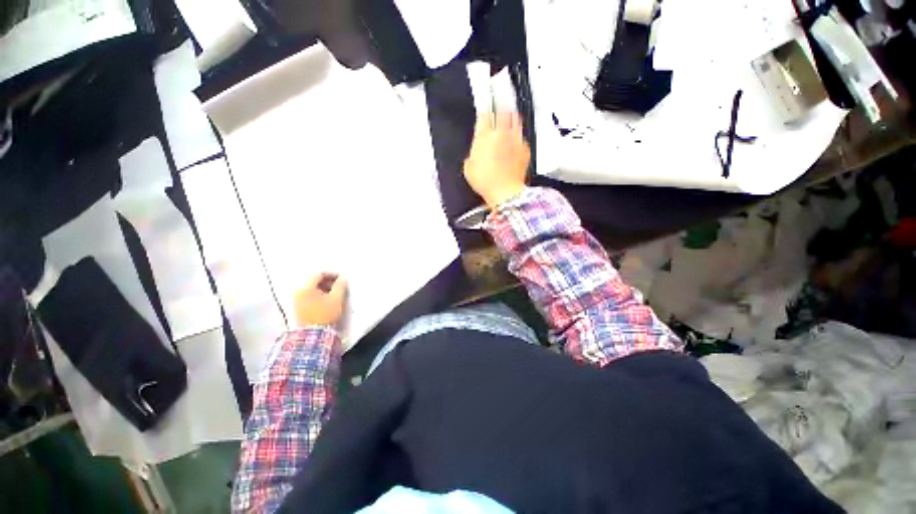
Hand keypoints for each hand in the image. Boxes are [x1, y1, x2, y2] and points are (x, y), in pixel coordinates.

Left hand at [292, 273, 347, 326]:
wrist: (313, 335)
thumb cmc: (324, 315)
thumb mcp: (336, 298)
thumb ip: (340, 286)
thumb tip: (343, 279)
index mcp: (305, 287)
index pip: (318, 274)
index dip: (332, 274)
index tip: (341, 278)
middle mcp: (298, 292)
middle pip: (314, 280)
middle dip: (328, 281)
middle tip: (339, 285)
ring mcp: (296, 300)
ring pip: (311, 288)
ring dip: (324, 288)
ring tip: (334, 294)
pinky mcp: (298, 308)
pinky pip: (309, 295)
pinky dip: (318, 294)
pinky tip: (327, 300)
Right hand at [462, 112, 529, 207]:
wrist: (505, 192)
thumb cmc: (486, 182)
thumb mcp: (469, 168)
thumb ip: (472, 155)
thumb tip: (475, 153)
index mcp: (484, 136)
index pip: (484, 114)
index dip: (484, 108)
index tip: (484, 106)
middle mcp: (501, 133)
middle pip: (502, 110)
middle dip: (499, 106)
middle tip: (498, 103)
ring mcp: (514, 139)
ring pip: (515, 118)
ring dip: (511, 115)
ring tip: (509, 115)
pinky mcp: (524, 148)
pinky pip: (522, 135)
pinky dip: (518, 134)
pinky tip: (515, 138)